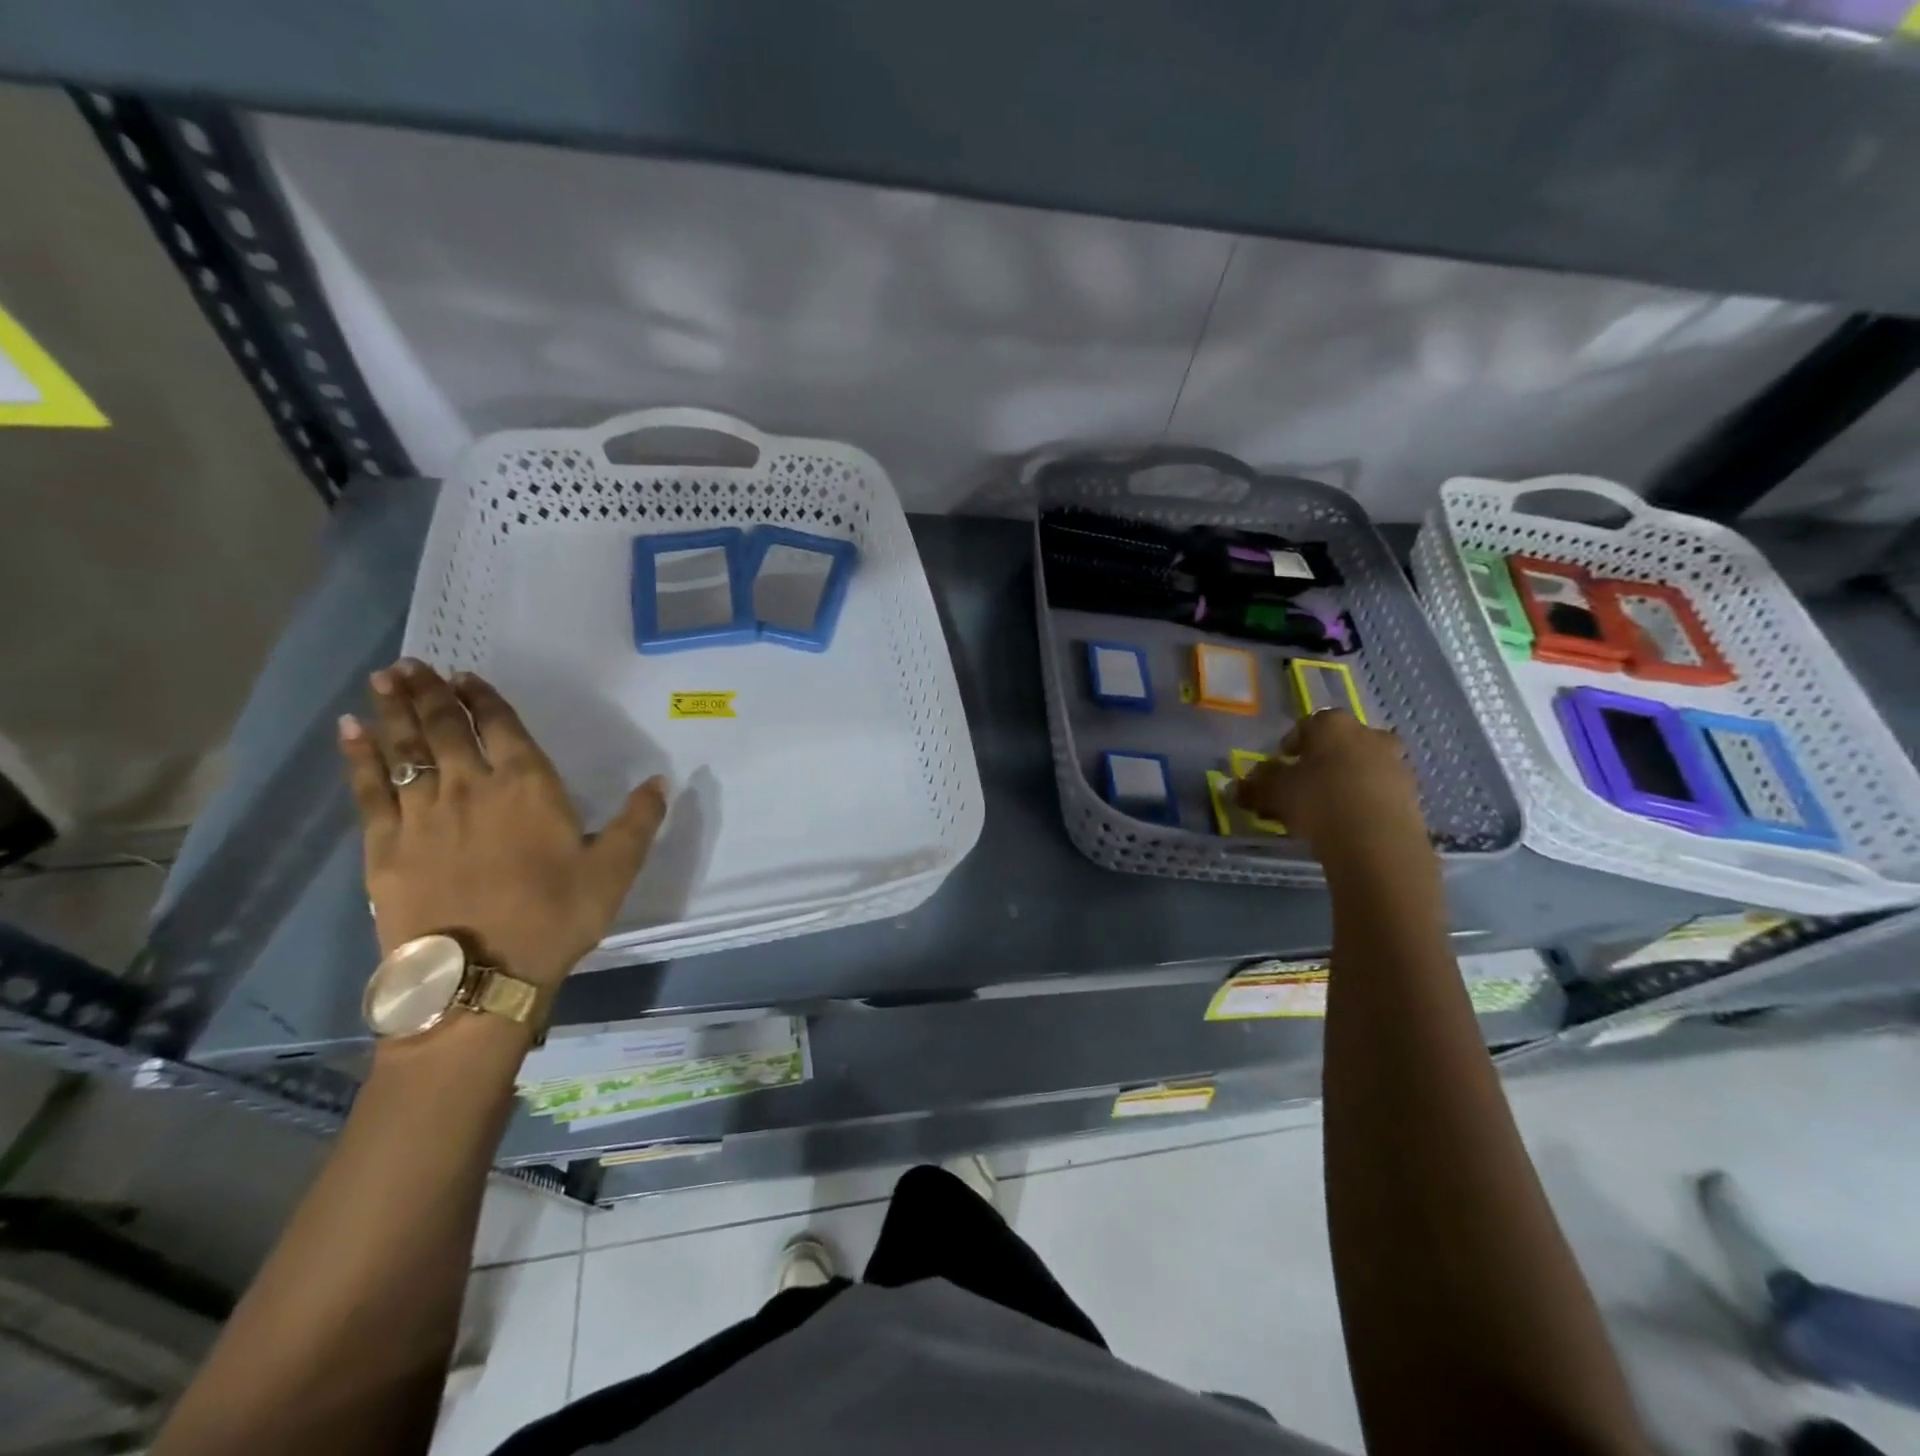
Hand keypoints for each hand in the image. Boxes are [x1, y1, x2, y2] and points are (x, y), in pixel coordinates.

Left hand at [338, 659, 666, 990]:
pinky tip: (351, 732)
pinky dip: (359, 756)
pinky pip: (368, 789)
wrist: (481, 976)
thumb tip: (661, 781)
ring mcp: (422, 814)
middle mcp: (471, 787)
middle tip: (412, 663)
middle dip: (430, 693)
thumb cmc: (556, 917)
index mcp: (529, 787)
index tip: (465, 676)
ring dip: (394, 710)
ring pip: (405, 749)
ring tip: (384, 678)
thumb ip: (638, 820)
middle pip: (445, 728)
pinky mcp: (386, 846)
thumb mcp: (615, 869)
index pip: (501, 727)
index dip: (482, 698)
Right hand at [1236, 710, 1429, 869]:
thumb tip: (1235, 786)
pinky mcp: (1413, 795)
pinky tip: (1348, 825)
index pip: (1307, 725)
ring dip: (1346, 781)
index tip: (1279, 767)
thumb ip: (1253, 786)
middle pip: (1340, 744)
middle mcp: (1368, 735)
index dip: (1290, 745)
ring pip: (1363, 767)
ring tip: (1326, 810)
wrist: (1377, 842)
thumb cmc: (1317, 802)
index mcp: (1332, 724)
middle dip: (1323, 761)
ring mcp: (1395, 764)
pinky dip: (1365, 803)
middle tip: (1305, 786)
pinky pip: (1380, 793)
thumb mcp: (1272, 793)